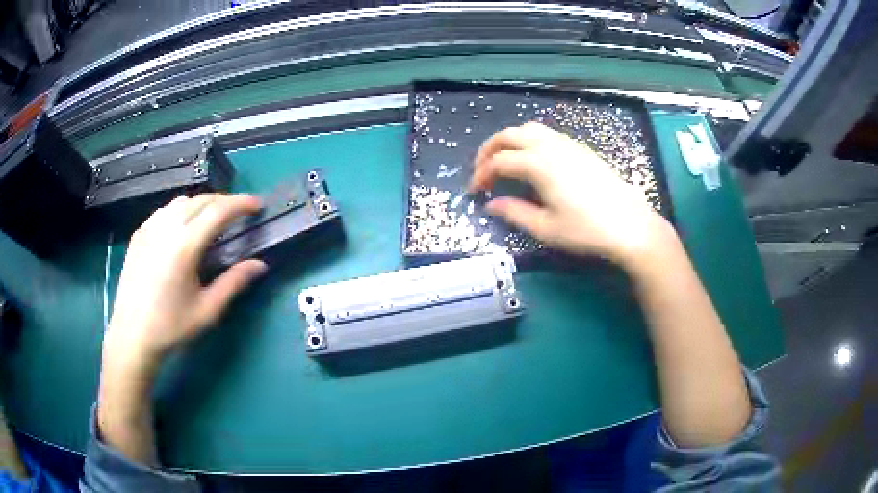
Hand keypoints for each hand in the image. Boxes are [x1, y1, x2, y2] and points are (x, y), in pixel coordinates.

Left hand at [104, 194, 266, 370]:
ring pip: (181, 201)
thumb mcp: (208, 310)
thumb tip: (260, 264)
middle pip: (201, 200)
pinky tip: (183, 228)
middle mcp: (166, 228)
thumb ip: (234, 282)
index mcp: (184, 246)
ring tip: (212, 219)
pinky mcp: (138, 234)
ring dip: (202, 203)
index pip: (218, 211)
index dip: (241, 203)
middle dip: (224, 201)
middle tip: (239, 214)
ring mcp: (149, 228)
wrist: (132, 336)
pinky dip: (181, 210)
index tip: (257, 206)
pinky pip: (164, 211)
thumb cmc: (171, 327)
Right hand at [470, 122, 672, 265]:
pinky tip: (533, 160)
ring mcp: (568, 144)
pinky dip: (529, 141)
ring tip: (504, 161)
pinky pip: (547, 135)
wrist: (630, 225)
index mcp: (538, 164)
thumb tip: (491, 204)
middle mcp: (550, 146)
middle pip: (510, 135)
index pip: (499, 162)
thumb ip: (514, 213)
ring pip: (529, 129)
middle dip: (489, 149)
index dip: (481, 174)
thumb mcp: (546, 228)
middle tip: (482, 170)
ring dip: (510, 141)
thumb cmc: (586, 230)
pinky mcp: (581, 149)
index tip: (475, 191)